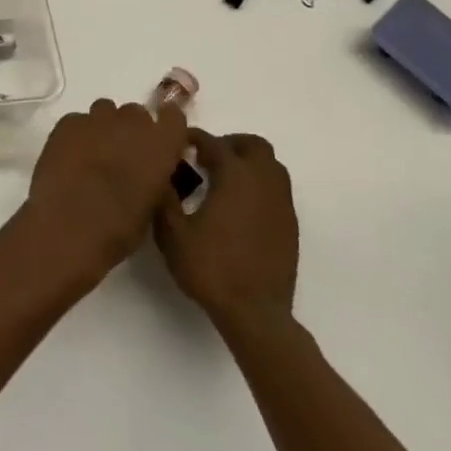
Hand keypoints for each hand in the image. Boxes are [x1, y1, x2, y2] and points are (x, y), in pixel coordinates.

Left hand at [18, 99, 189, 291]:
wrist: (70, 225)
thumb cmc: (119, 228)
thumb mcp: (153, 206)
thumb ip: (155, 179)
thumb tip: (148, 173)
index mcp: (162, 143)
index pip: (173, 117)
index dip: (165, 128)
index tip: (159, 141)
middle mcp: (133, 122)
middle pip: (136, 114)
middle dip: (131, 130)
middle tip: (122, 155)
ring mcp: (97, 119)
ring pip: (105, 111)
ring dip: (104, 128)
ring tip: (93, 154)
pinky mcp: (68, 123)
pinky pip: (77, 121)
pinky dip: (77, 135)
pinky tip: (69, 158)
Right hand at [154, 130, 298, 329]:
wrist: (255, 312)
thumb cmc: (211, 268)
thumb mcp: (173, 234)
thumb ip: (164, 199)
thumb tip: (161, 175)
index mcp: (235, 176)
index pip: (214, 143)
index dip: (195, 138)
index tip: (179, 141)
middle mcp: (262, 181)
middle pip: (253, 146)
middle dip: (230, 144)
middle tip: (207, 158)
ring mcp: (281, 203)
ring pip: (271, 166)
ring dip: (249, 163)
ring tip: (225, 180)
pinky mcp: (290, 224)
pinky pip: (277, 190)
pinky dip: (259, 186)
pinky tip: (241, 208)